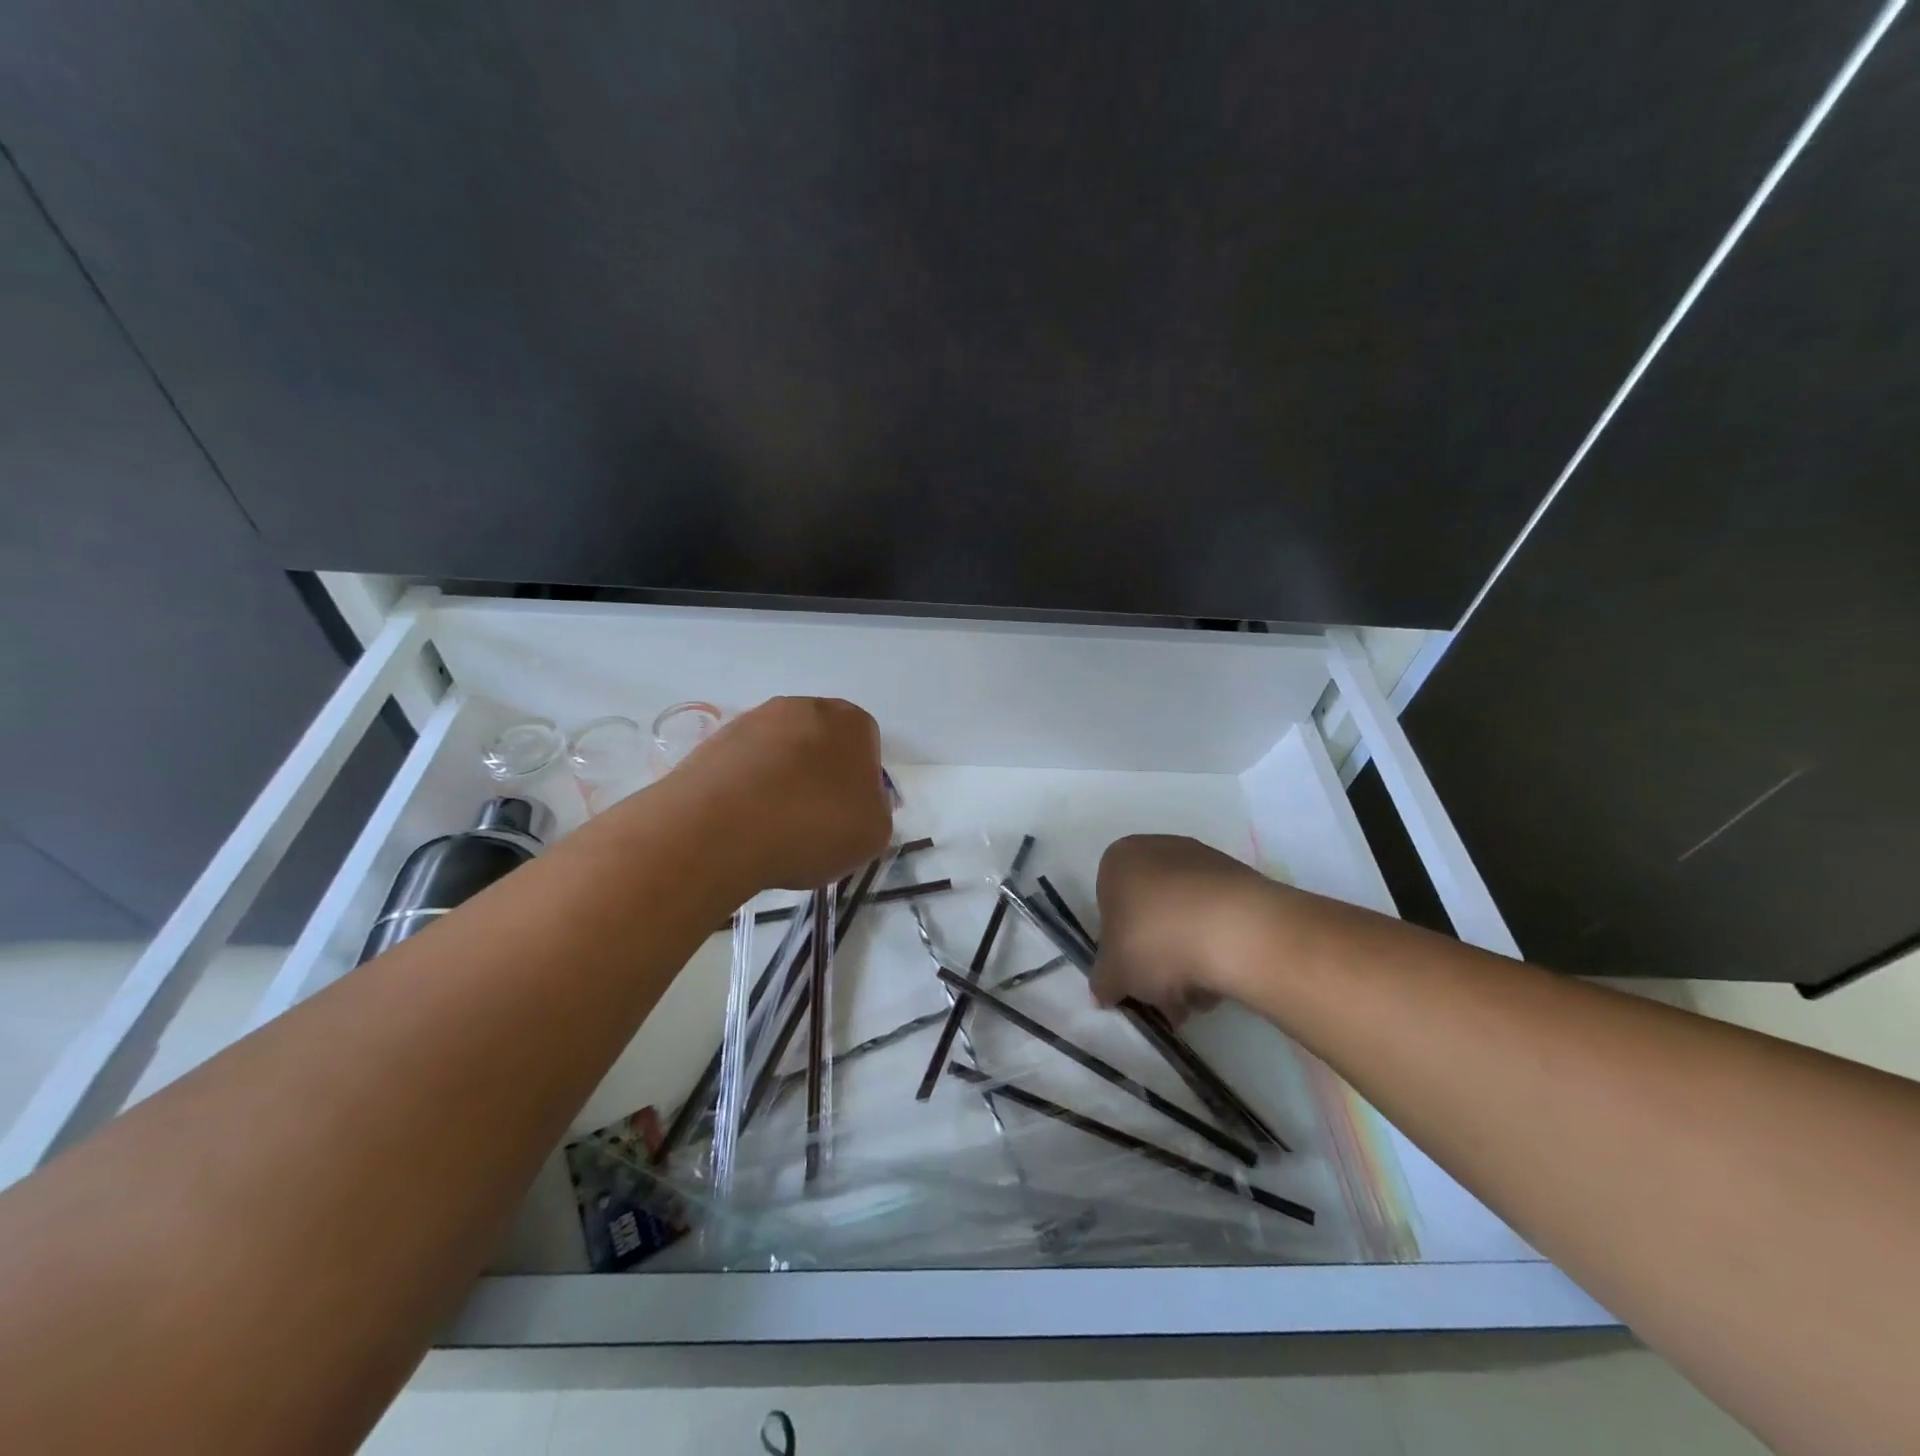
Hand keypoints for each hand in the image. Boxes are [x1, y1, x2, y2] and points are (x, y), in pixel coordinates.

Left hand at [671, 697, 892, 892]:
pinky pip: (743, 765)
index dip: (859, 782)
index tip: (847, 814)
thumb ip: (874, 809)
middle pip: (821, 741)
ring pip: (779, 751)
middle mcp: (804, 707)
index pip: (866, 746)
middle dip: (819, 774)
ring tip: (771, 826)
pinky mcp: (714, 741)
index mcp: (852, 722)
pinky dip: (746, 788)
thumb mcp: (874, 833)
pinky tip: (742, 822)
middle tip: (813, 819)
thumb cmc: (813, 826)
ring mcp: (754, 720)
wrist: (719, 829)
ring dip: (780, 779)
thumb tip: (856, 803)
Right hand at [1091, 834, 1278, 1014]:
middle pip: (1150, 916)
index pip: (1109, 907)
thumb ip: (1103, 982)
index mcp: (1119, 860)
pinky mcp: (1242, 880)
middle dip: (1158, 961)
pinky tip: (1226, 980)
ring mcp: (1204, 861)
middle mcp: (1158, 850)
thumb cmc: (1156, 941)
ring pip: (1185, 920)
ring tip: (1202, 999)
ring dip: (1189, 961)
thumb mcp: (1114, 974)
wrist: (1237, 931)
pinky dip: (1218, 948)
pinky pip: (1218, 919)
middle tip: (1168, 998)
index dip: (1119, 948)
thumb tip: (1105, 991)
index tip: (1133, 977)